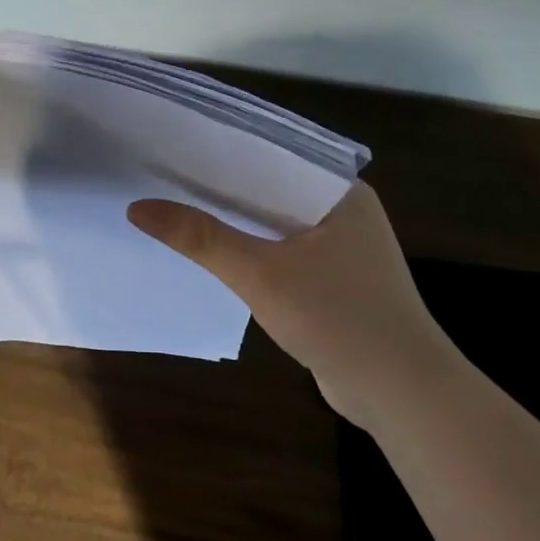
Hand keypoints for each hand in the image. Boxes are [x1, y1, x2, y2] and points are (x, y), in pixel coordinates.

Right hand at [127, 181, 457, 426]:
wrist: (403, 395)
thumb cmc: (339, 319)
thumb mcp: (260, 274)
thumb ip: (200, 237)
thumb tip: (136, 208)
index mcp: (339, 191)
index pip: (271, 154)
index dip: (220, 150)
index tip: (171, 145)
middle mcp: (343, 210)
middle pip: (268, 188)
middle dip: (220, 187)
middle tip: (160, 176)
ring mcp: (341, 247)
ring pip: (273, 223)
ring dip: (233, 221)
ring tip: (175, 206)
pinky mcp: (334, 280)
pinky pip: (281, 252)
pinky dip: (250, 250)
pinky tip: (212, 252)